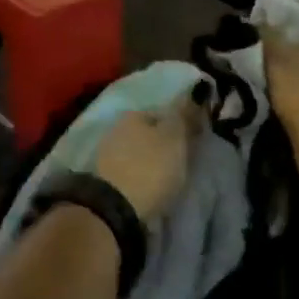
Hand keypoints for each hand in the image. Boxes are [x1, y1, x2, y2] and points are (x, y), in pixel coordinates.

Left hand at [91, 87, 208, 229]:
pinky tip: (148, 188)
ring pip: (137, 153)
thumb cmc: (150, 167)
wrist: (114, 208)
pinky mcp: (103, 178)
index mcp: (133, 114)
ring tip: (166, 180)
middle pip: (148, 134)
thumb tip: (195, 91)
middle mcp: (116, 128)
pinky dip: (139, 177)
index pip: (163, 114)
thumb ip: (184, 115)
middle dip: (163, 145)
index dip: (180, 128)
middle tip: (180, 163)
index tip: (192, 145)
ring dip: (150, 162)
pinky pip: (129, 171)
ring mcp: (106, 154)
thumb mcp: (174, 138)